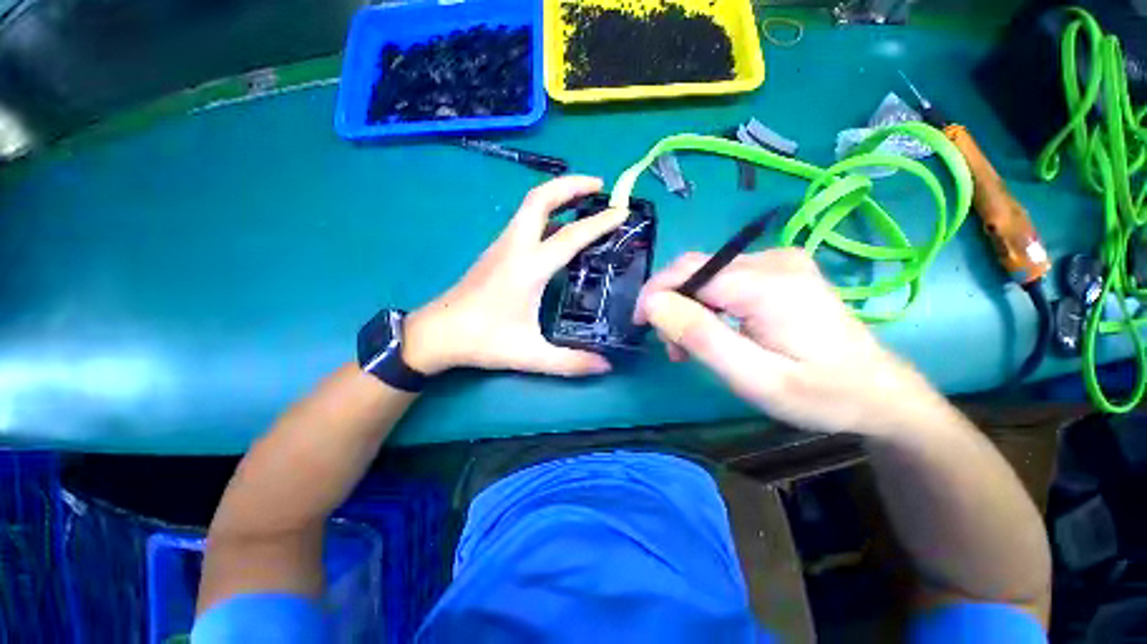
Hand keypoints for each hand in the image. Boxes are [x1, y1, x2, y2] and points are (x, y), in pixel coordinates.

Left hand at [403, 176, 626, 376]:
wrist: (437, 333)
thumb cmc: (482, 341)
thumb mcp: (530, 355)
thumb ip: (570, 362)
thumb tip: (606, 366)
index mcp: (528, 268)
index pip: (570, 236)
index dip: (599, 222)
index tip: (622, 212)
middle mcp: (515, 247)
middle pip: (541, 198)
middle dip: (571, 185)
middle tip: (599, 187)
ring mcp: (502, 246)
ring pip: (530, 207)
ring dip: (558, 196)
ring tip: (584, 201)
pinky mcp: (496, 252)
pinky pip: (524, 222)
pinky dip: (546, 214)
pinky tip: (558, 231)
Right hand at [635, 249, 946, 436]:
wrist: (878, 393)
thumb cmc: (817, 394)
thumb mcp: (753, 377)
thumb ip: (700, 336)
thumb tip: (653, 303)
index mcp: (767, 284)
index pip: (688, 271)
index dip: (655, 294)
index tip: (641, 325)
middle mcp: (773, 259)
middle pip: (696, 269)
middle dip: (671, 303)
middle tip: (671, 346)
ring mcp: (780, 261)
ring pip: (707, 274)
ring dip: (688, 306)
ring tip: (691, 346)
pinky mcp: (781, 270)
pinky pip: (725, 278)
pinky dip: (707, 303)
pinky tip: (715, 329)